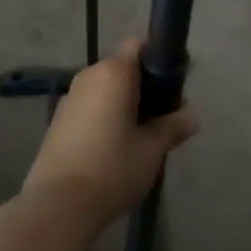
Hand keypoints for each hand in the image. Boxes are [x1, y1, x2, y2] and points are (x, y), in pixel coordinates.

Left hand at [19, 40, 198, 235]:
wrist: (58, 205)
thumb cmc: (112, 168)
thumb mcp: (151, 150)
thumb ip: (173, 127)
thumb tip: (192, 117)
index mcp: (114, 72)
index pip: (139, 45)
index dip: (158, 59)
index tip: (174, 84)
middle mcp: (88, 76)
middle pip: (122, 67)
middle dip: (144, 85)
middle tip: (163, 116)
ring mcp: (69, 97)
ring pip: (105, 88)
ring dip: (123, 102)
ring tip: (140, 135)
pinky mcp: (58, 120)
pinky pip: (89, 106)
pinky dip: (104, 116)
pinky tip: (113, 147)